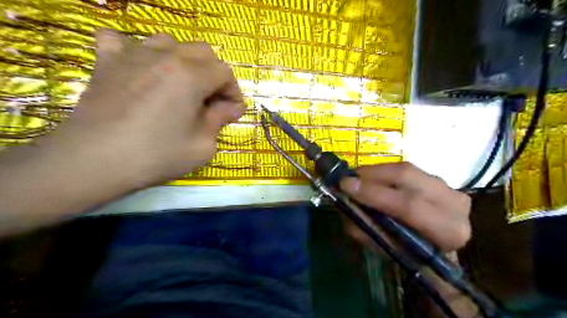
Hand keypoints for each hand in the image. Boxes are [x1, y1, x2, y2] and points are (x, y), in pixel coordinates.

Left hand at [48, 29, 243, 183]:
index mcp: (191, 76)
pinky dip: (135, 51)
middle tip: (211, 101)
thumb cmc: (157, 155)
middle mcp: (165, 56)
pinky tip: (139, 69)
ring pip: (169, 43)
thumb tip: (230, 108)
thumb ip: (220, 120)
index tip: (232, 113)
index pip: (225, 73)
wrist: (95, 161)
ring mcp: (133, 55)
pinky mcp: (106, 62)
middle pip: (202, 52)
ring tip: (181, 85)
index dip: (233, 93)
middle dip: (214, 76)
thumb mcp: (203, 145)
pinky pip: (121, 41)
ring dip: (183, 62)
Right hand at [339, 162, 472, 252]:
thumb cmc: (412, 254)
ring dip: (375, 171)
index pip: (409, 206)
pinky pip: (406, 168)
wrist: (438, 248)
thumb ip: (366, 228)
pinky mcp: (439, 178)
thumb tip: (345, 203)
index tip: (345, 187)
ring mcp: (448, 186)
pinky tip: (370, 176)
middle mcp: (454, 203)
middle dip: (371, 175)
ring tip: (355, 177)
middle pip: (408, 177)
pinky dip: (384, 171)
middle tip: (347, 178)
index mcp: (447, 230)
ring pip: (406, 169)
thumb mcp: (387, 248)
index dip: (375, 194)